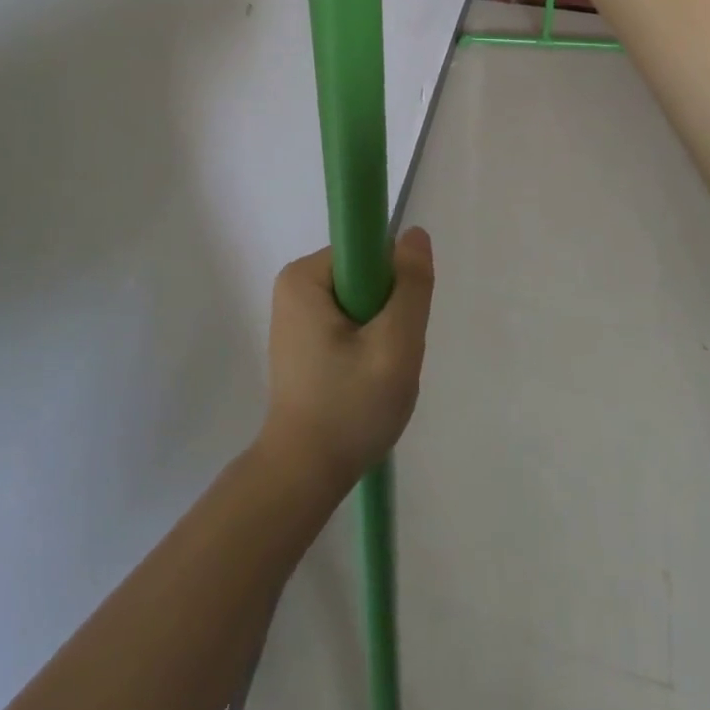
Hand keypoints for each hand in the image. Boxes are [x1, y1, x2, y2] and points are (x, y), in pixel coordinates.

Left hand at [256, 229, 435, 489]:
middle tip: (387, 360)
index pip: (369, 254)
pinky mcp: (302, 340)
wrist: (304, 476)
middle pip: (365, 278)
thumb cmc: (348, 408)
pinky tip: (362, 382)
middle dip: (387, 315)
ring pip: (362, 304)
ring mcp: (296, 314)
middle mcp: (294, 285)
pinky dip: (365, 348)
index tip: (395, 328)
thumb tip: (415, 234)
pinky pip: (348, 323)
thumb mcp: (394, 345)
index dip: (393, 286)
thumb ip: (411, 287)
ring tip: (375, 375)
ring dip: (380, 335)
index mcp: (304, 276)